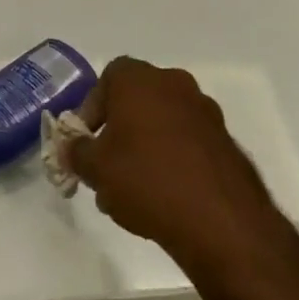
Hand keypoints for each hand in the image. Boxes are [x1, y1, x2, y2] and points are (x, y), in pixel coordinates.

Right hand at [68, 58, 293, 282]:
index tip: (87, 140)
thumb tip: (72, 147)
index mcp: (139, 79)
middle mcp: (174, 84)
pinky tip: (166, 198)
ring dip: (146, 147)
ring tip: (134, 191)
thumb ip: (77, 151)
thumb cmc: (146, 179)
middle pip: (137, 100)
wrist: (221, 221)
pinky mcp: (226, 142)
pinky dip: (174, 161)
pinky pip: (188, 144)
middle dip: (119, 130)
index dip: (93, 108)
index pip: (107, 79)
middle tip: (107, 166)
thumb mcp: (96, 168)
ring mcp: (205, 112)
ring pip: (163, 123)